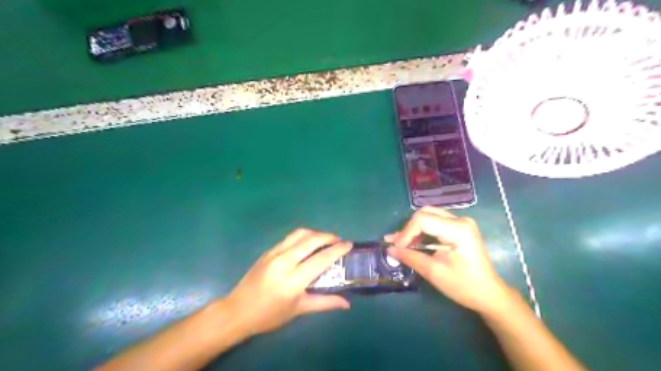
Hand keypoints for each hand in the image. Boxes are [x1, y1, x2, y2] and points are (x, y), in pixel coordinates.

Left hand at [224, 228, 349, 337]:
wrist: (238, 311)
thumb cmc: (269, 315)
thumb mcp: (299, 310)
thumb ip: (324, 303)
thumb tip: (347, 303)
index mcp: (294, 279)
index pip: (321, 258)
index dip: (337, 249)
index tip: (349, 244)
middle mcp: (285, 261)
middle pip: (312, 239)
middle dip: (329, 236)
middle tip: (339, 240)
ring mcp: (274, 253)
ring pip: (300, 233)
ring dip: (316, 233)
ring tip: (325, 239)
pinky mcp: (268, 251)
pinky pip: (290, 237)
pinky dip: (303, 236)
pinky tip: (308, 243)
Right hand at [389, 207, 510, 314]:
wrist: (489, 294)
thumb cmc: (464, 286)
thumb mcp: (434, 272)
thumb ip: (410, 257)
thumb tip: (389, 249)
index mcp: (458, 229)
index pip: (423, 220)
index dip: (406, 232)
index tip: (396, 248)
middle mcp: (460, 220)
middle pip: (425, 213)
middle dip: (409, 229)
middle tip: (397, 244)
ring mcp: (461, 223)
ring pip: (429, 216)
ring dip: (414, 229)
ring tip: (401, 244)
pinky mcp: (460, 228)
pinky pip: (435, 223)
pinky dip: (422, 231)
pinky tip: (413, 242)